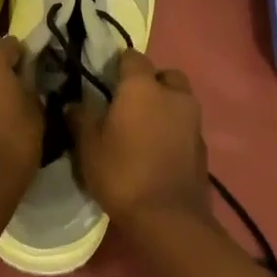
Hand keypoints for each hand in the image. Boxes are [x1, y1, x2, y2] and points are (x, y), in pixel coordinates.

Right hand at [64, 51, 208, 231]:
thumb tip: (74, 104)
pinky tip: (158, 150)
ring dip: (165, 106)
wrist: (169, 219)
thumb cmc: (122, 173)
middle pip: (164, 75)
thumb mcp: (89, 147)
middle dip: (150, 83)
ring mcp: (193, 119)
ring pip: (179, 99)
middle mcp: (172, 94)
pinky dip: (174, 130)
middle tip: (129, 105)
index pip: (132, 57)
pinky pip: (186, 125)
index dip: (118, 66)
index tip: (104, 82)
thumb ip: (81, 118)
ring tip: (144, 129)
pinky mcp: (203, 145)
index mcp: (142, 86)